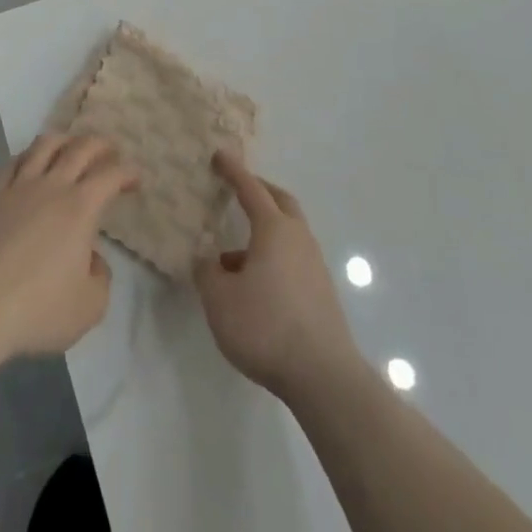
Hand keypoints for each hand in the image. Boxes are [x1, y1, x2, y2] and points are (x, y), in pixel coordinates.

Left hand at [0, 133, 136, 359]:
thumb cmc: (41, 307)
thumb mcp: (90, 305)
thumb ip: (101, 276)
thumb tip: (91, 257)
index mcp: (81, 207)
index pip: (111, 175)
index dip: (128, 172)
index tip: (135, 181)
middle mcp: (54, 186)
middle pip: (80, 147)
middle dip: (101, 145)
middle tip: (110, 153)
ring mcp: (21, 186)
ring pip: (45, 144)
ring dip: (65, 140)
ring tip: (71, 147)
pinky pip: (14, 163)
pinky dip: (29, 156)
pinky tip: (31, 162)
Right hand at [195, 150, 359, 400]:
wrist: (323, 376)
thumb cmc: (266, 327)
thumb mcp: (220, 300)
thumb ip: (207, 273)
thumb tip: (208, 259)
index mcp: (274, 229)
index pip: (251, 188)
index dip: (233, 171)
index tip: (220, 155)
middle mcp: (298, 238)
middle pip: (280, 202)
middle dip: (259, 191)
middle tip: (238, 190)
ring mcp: (314, 265)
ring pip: (288, 232)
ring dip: (264, 231)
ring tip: (233, 256)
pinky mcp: (321, 292)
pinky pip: (293, 258)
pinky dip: (273, 257)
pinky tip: (255, 285)